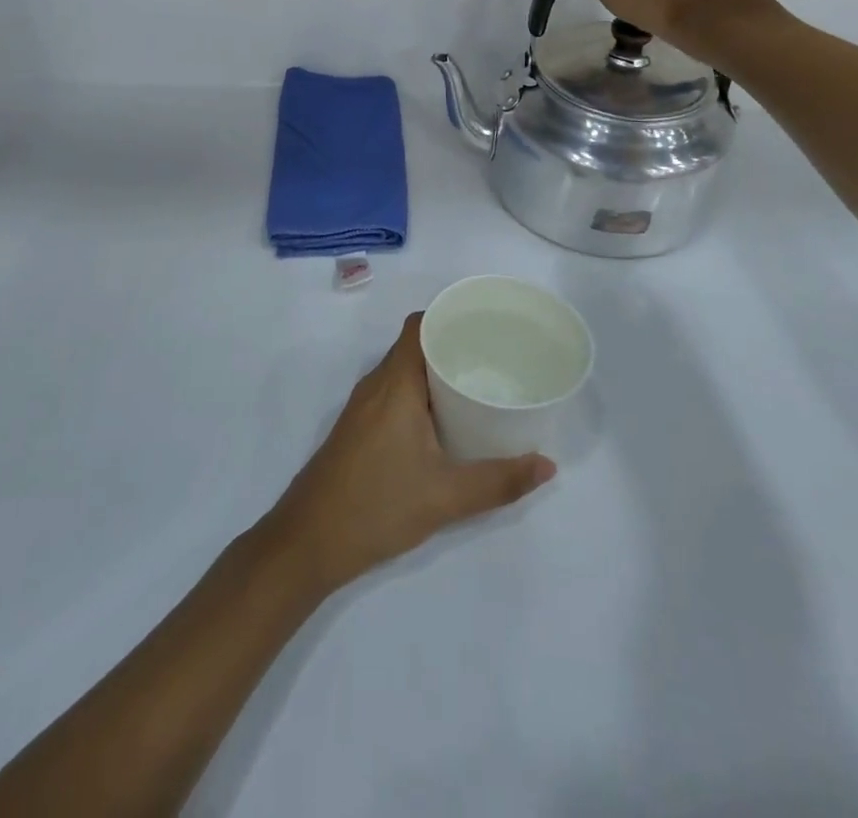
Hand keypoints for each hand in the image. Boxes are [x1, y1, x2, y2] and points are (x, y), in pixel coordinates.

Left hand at [264, 315, 554, 593]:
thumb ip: (499, 481)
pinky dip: (419, 393)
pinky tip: (444, 420)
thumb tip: (548, 465)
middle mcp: (376, 385)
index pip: (419, 326)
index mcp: (395, 383)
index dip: (448, 316)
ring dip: (435, 372)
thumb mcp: (446, 496)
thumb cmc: (377, 505)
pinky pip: (393, 392)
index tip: (486, 325)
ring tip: (477, 384)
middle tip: (494, 358)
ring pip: (402, 371)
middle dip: (451, 345)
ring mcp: (362, 406)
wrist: (309, 540)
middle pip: (414, 346)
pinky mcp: (358, 428)